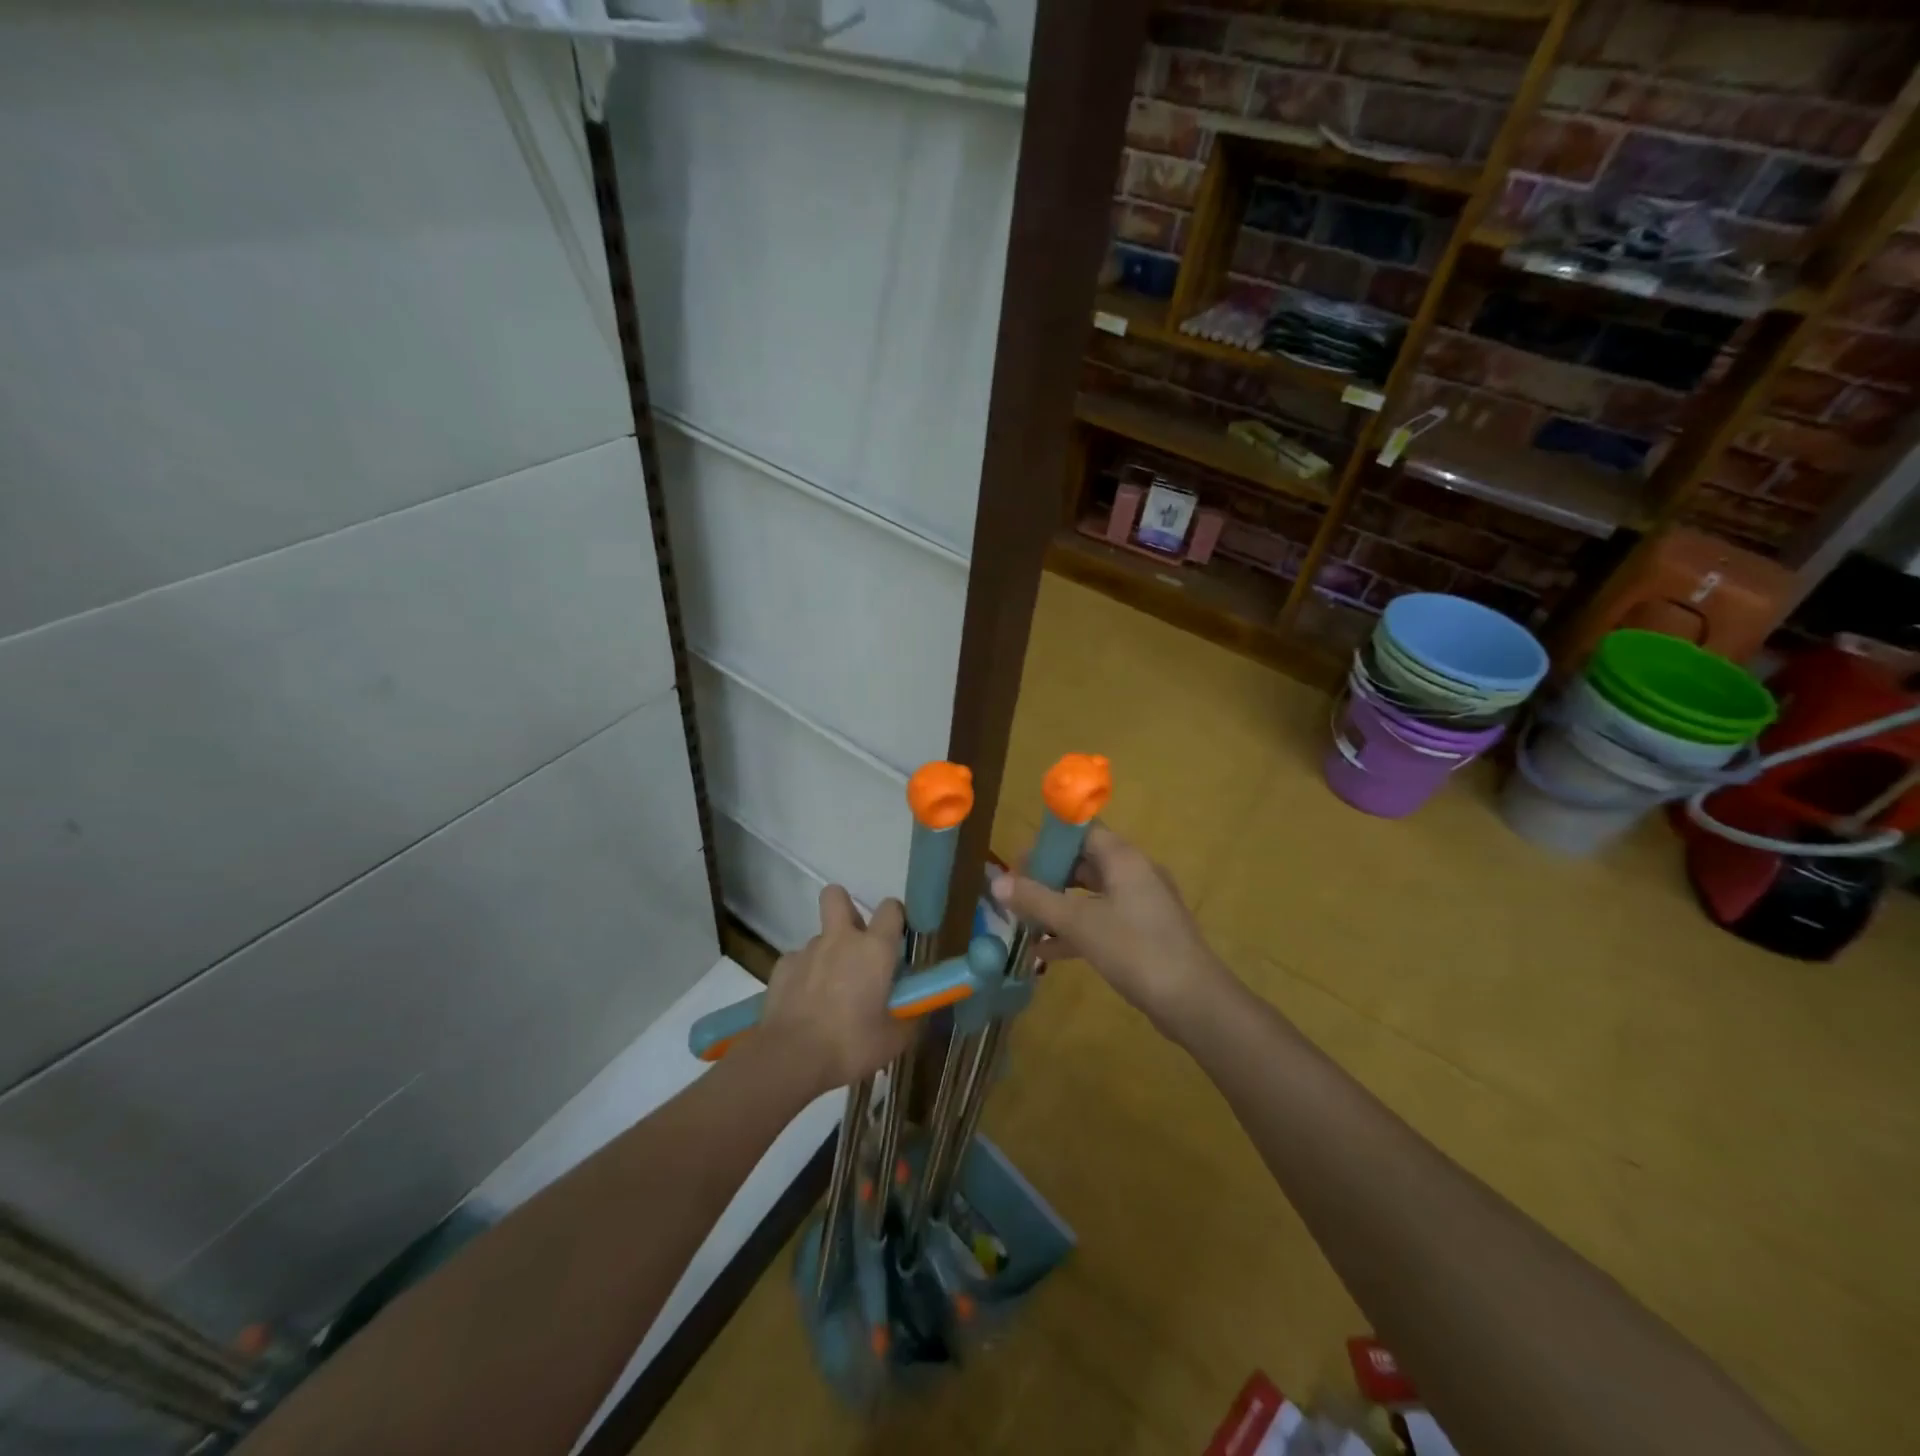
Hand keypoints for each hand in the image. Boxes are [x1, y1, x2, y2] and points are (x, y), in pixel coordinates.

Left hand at [760, 886, 914, 1095]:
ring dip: (827, 955)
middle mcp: (841, 939)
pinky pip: (797, 961)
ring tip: (828, 992)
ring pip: (820, 938)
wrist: (791, 1058)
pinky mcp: (781, 967)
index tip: (896, 939)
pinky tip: (803, 1003)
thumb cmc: (851, 1044)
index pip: (891, 908)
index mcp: (875, 949)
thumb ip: (909, 1016)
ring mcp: (807, 950)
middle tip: (854, 943)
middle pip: (837, 896)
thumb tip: (916, 1010)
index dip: (895, 918)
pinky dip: (803, 976)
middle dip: (846, 909)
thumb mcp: (894, 1039)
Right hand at [991, 824, 1232, 1039]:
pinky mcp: (1144, 934)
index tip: (1019, 861)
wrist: (1193, 1001)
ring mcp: (1142, 905)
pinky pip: (1103, 922)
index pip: (1082, 832)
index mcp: (1124, 859)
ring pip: (1092, 895)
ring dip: (1059, 907)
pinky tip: (1046, 953)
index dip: (1049, 842)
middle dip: (1049, 877)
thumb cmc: (1135, 949)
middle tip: (1016, 892)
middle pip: (1085, 863)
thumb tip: (996, 882)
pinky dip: (1076, 931)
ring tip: (1023, 922)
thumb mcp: (1079, 923)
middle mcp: (1135, 874)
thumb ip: (1037, 900)